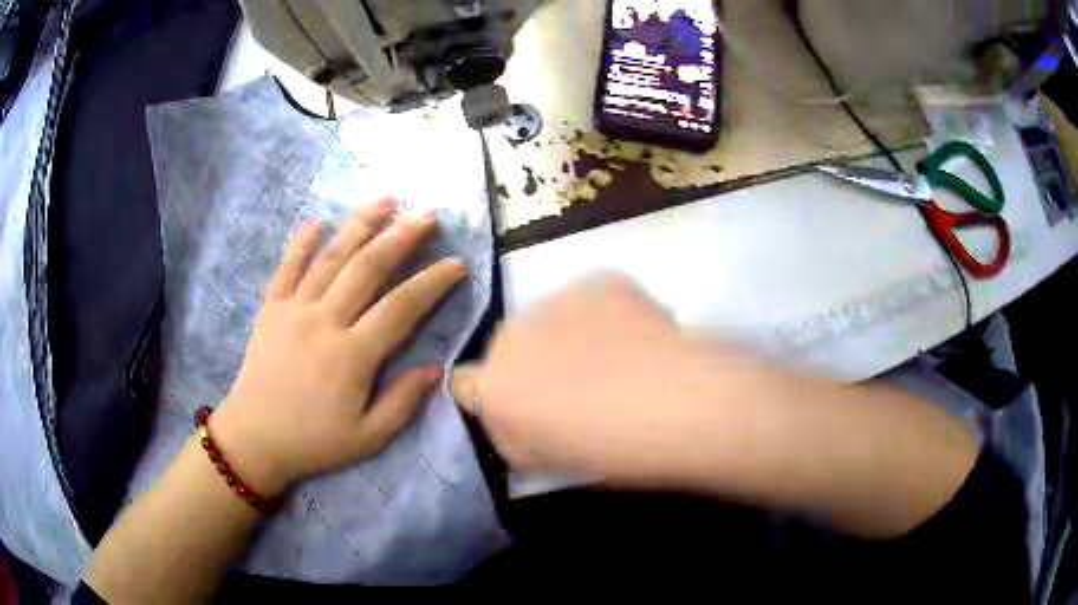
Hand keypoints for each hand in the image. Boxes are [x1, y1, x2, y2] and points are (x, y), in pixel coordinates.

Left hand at [211, 198, 467, 496]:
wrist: (254, 439)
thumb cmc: (313, 442)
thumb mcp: (368, 438)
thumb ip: (403, 402)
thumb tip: (436, 368)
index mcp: (352, 356)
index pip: (401, 308)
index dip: (432, 283)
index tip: (457, 264)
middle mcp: (325, 322)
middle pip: (367, 268)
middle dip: (401, 237)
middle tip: (428, 215)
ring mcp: (294, 310)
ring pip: (331, 258)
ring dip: (359, 225)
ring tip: (385, 200)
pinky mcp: (271, 309)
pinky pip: (286, 268)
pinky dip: (301, 243)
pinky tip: (317, 221)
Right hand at [453, 274, 732, 483]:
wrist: (674, 404)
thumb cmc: (609, 450)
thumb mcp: (547, 461)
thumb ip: (516, 437)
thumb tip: (517, 420)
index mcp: (494, 389)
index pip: (465, 383)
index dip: (492, 393)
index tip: (523, 404)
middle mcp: (511, 337)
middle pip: (511, 346)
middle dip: (534, 362)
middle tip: (580, 385)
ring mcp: (554, 301)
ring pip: (551, 318)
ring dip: (570, 335)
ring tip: (619, 360)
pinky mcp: (597, 280)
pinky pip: (592, 298)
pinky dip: (607, 314)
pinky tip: (638, 338)